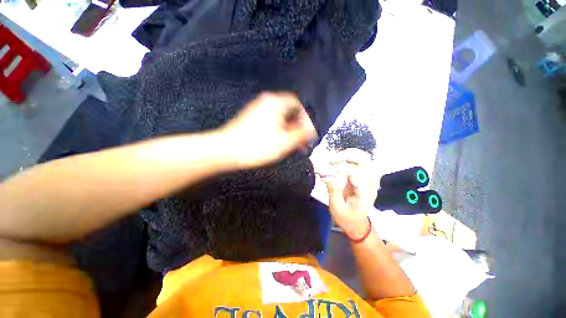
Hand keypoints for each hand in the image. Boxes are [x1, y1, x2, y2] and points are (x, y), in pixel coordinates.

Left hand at [220, 92, 316, 167]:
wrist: (226, 150)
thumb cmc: (258, 146)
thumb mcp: (284, 142)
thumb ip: (301, 134)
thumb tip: (312, 129)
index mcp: (276, 103)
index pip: (298, 105)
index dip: (306, 119)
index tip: (307, 133)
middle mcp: (267, 102)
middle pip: (289, 112)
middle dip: (297, 128)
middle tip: (301, 143)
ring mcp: (257, 109)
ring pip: (280, 119)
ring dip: (288, 131)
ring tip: (292, 146)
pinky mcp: (251, 118)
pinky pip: (271, 122)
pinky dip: (278, 131)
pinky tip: (279, 143)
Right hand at [320, 149, 377, 239]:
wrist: (358, 224)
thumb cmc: (347, 218)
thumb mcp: (337, 208)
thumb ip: (333, 191)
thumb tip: (326, 175)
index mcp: (364, 192)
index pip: (356, 173)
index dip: (341, 168)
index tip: (328, 168)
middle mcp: (370, 184)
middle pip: (365, 161)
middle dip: (348, 156)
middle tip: (333, 159)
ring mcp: (370, 180)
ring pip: (365, 159)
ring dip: (350, 155)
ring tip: (336, 157)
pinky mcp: (366, 179)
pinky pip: (362, 163)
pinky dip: (351, 158)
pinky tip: (341, 159)